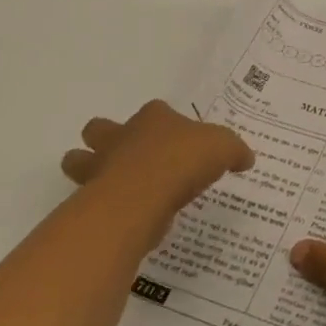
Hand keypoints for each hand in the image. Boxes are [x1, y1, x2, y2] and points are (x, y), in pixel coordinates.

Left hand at [61, 100, 252, 248]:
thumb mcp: (224, 147)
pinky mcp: (93, 199)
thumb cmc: (183, 160)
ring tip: (112, 185)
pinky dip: (101, 204)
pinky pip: (90, 197)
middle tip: (126, 155)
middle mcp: (122, 136)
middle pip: (99, 129)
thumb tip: (246, 158)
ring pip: (79, 161)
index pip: (156, 110)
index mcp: (154, 118)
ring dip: (88, 169)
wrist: (143, 196)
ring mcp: (101, 167)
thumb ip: (234, 151)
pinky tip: (122, 215)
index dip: (164, 121)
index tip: (178, 138)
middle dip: (105, 139)